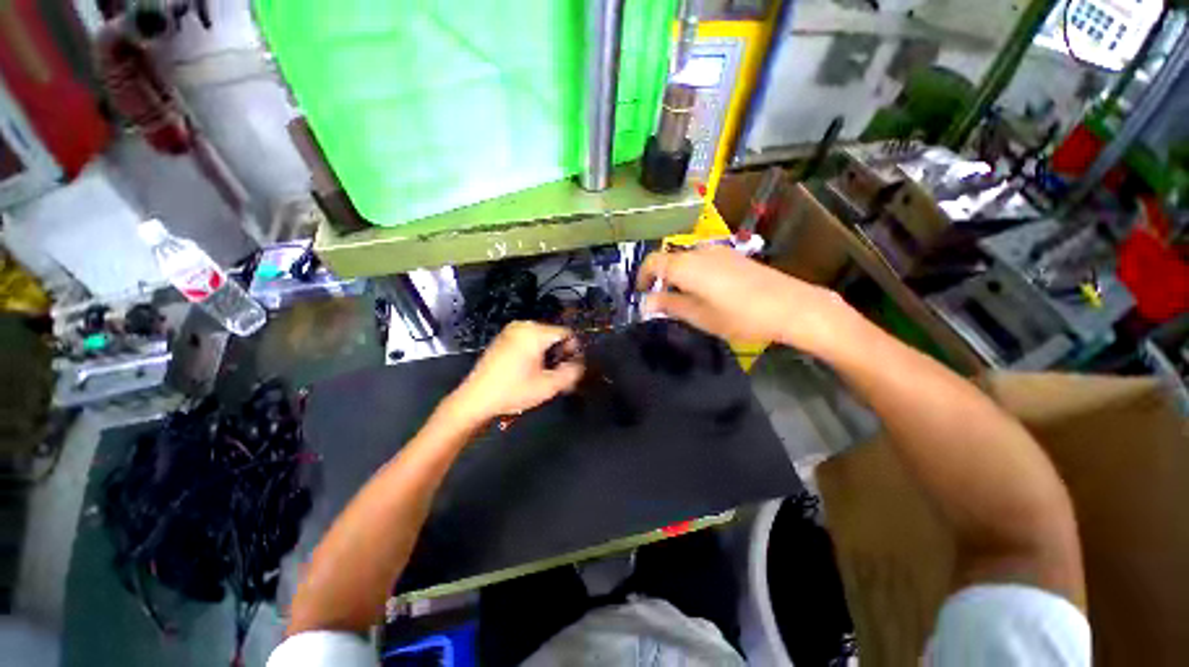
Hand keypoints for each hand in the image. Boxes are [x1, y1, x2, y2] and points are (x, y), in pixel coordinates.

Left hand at [447, 321, 583, 424]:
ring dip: (548, 354)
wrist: (475, 399)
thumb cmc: (513, 391)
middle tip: (559, 374)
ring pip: (542, 339)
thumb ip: (572, 373)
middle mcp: (523, 325)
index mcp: (534, 332)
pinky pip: (528, 340)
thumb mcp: (548, 386)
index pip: (567, 333)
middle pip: (554, 335)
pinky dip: (535, 352)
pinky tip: (530, 370)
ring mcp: (511, 331)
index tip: (571, 368)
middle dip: (561, 353)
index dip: (574, 350)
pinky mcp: (503, 339)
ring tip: (544, 375)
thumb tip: (580, 364)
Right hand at [637, 245, 855, 355]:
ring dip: (677, 276)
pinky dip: (693, 273)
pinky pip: (703, 260)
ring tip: (682, 300)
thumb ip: (669, 305)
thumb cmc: (740, 315)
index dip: (642, 277)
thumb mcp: (699, 316)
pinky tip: (704, 292)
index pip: (653, 262)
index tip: (640, 293)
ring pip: (686, 260)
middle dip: (660, 279)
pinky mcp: (734, 256)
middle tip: (660, 302)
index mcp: (686, 265)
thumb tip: (645, 302)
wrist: (791, 306)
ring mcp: (719, 251)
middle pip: (669, 260)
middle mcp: (700, 251)